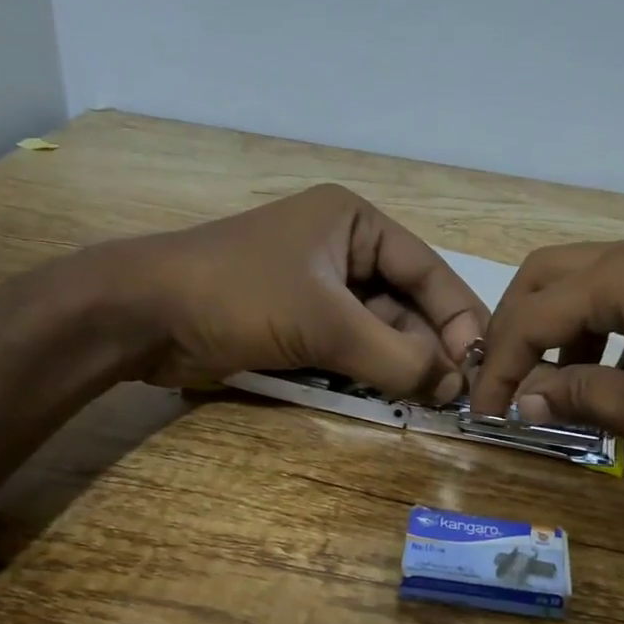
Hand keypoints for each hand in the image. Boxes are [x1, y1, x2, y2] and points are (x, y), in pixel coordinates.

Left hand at [111, 184, 488, 398]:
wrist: (142, 315)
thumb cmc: (239, 295)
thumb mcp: (325, 323)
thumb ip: (395, 356)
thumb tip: (454, 386)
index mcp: (354, 223)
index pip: (426, 268)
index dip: (458, 315)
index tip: (482, 361)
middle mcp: (342, 249)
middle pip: (405, 302)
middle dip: (428, 346)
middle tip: (452, 394)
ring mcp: (318, 288)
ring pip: (378, 329)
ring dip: (400, 363)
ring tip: (427, 401)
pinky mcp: (298, 322)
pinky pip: (349, 347)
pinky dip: (369, 371)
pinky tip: (389, 396)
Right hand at [469, 231, 623, 473]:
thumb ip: (582, 398)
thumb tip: (526, 400)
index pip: (534, 315)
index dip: (502, 366)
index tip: (486, 412)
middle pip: (545, 277)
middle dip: (517, 331)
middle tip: (507, 384)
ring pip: (581, 280)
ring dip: (556, 329)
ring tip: (555, 388)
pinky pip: (620, 290)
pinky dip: (597, 328)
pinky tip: (610, 375)